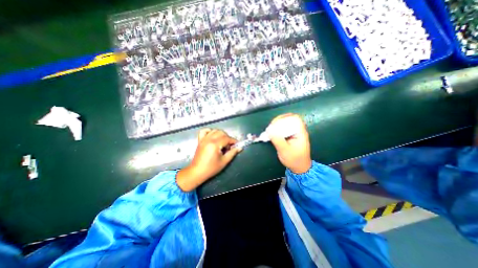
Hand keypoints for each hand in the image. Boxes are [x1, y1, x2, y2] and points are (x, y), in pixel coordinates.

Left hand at [176, 129, 240, 190]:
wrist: (197, 172)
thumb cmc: (211, 168)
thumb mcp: (224, 161)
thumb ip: (232, 153)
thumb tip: (239, 147)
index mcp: (215, 144)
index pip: (226, 138)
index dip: (233, 141)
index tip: (237, 144)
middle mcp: (209, 139)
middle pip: (221, 133)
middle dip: (227, 137)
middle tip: (229, 145)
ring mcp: (203, 139)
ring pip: (214, 130)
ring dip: (220, 134)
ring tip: (222, 142)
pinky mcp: (200, 140)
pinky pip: (204, 131)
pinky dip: (209, 131)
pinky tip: (213, 136)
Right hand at [268, 113, 312, 173]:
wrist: (299, 168)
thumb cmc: (294, 160)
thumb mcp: (285, 150)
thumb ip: (277, 140)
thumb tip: (269, 130)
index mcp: (300, 133)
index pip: (295, 118)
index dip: (285, 117)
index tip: (275, 123)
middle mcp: (298, 131)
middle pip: (289, 119)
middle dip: (279, 121)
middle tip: (270, 127)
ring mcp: (294, 134)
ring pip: (285, 124)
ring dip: (277, 126)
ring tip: (270, 130)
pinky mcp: (290, 137)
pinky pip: (283, 130)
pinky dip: (277, 130)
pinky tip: (272, 134)